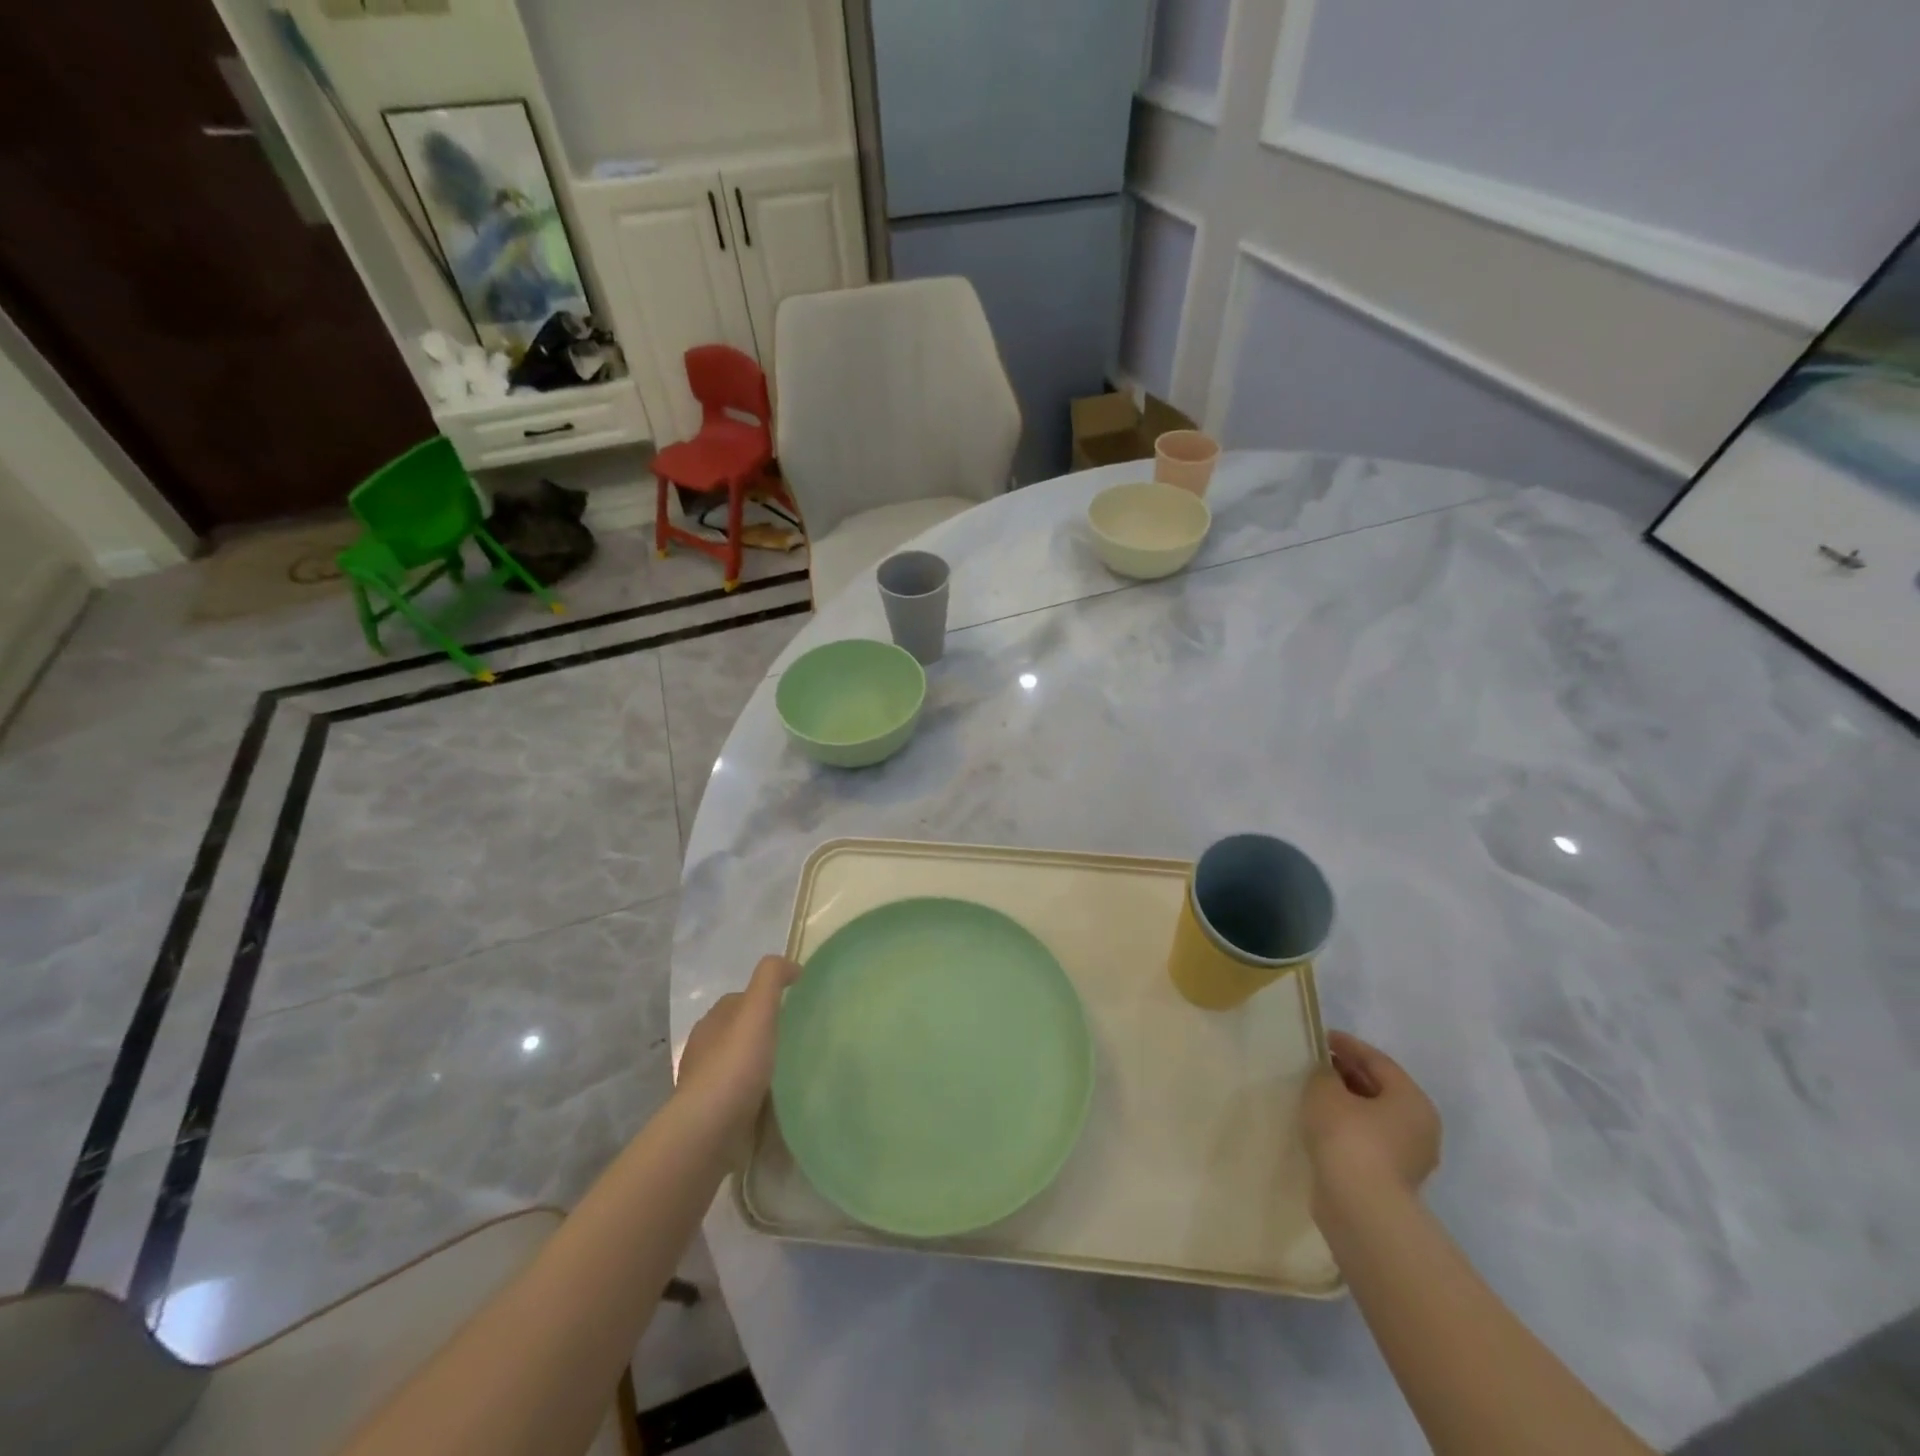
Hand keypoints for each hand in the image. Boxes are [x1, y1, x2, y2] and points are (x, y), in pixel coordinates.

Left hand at [676, 955, 800, 1129]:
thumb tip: (792, 967)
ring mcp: (705, 1085)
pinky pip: (740, 1098)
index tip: (794, 1008)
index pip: (740, 1000)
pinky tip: (776, 1103)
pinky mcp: (712, 1117)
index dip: (765, 999)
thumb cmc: (735, 1065)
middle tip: (798, 1040)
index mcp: (713, 1021)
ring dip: (760, 1067)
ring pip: (739, 1066)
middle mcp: (704, 1049)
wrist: (708, 1132)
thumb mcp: (758, 1008)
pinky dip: (756, 1096)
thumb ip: (772, 977)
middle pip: (739, 1033)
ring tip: (793, 1073)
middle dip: (763, 1034)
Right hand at [1301, 1031, 1440, 1216]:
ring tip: (1314, 1093)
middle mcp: (1419, 1128)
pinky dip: (1346, 1128)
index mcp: (1413, 1100)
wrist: (1360, 1207)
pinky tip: (1321, 1125)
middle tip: (1316, 1063)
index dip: (1348, 1045)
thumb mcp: (1325, 1090)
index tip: (1321, 1037)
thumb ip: (1324, 1074)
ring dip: (1346, 1103)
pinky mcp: (1391, 1180)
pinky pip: (1366, 1140)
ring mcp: (1408, 1158)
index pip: (1378, 1061)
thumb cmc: (1348, 1137)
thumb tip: (1328, 1075)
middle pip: (1380, 1089)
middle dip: (1347, 1073)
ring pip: (1373, 1117)